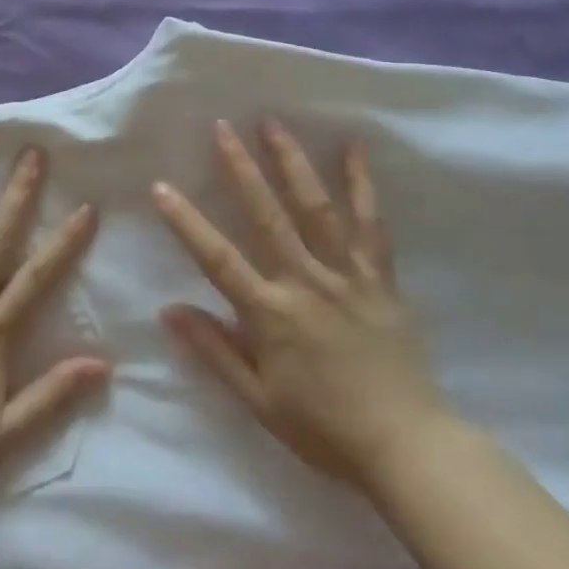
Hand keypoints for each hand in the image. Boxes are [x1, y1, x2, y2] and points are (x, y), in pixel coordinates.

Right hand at [152, 119, 452, 492]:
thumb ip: (215, 351)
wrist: (407, 445)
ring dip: (291, 162)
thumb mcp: (259, 402)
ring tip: (274, 123)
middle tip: (223, 126)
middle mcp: (306, 281)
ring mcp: (346, 273)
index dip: (186, 221)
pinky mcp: (379, 275)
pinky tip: (355, 147)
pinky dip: (362, 182)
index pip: (218, 258)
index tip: (160, 186)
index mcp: (271, 313)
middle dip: (240, 168)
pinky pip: (371, 222)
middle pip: (266, 215)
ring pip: (315, 207)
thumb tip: (169, 310)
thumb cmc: (325, 428)